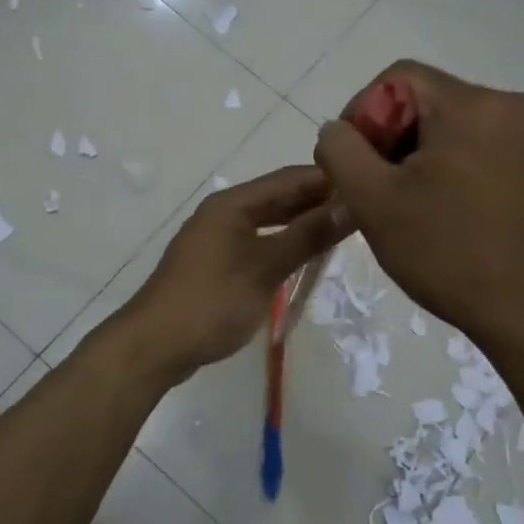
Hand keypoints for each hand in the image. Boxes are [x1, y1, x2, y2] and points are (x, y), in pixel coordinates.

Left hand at [120, 166, 349, 383]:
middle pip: (279, 197)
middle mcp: (224, 212)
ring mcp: (218, 238)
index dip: (328, 179)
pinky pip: (258, 242)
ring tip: (342, 230)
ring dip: (302, 223)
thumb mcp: (265, 267)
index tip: (368, 184)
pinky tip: (305, 256)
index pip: (290, 178)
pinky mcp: (216, 263)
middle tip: (363, 209)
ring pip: (269, 220)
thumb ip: (307, 236)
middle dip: (318, 200)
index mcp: (233, 203)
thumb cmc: (212, 301)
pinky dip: (283, 243)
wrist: (155, 345)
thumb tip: (350, 206)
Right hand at [314, 61, 523, 354]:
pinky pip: (493, 146)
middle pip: (432, 101)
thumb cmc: (448, 254)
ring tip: (417, 203)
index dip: (364, 113)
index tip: (356, 163)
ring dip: (429, 154)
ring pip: (462, 125)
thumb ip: (340, 150)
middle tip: (382, 189)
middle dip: (397, 138)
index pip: (399, 78)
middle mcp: (518, 105)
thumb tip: (338, 129)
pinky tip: (457, 209)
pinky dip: (464, 166)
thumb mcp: (373, 201)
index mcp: (476, 105)